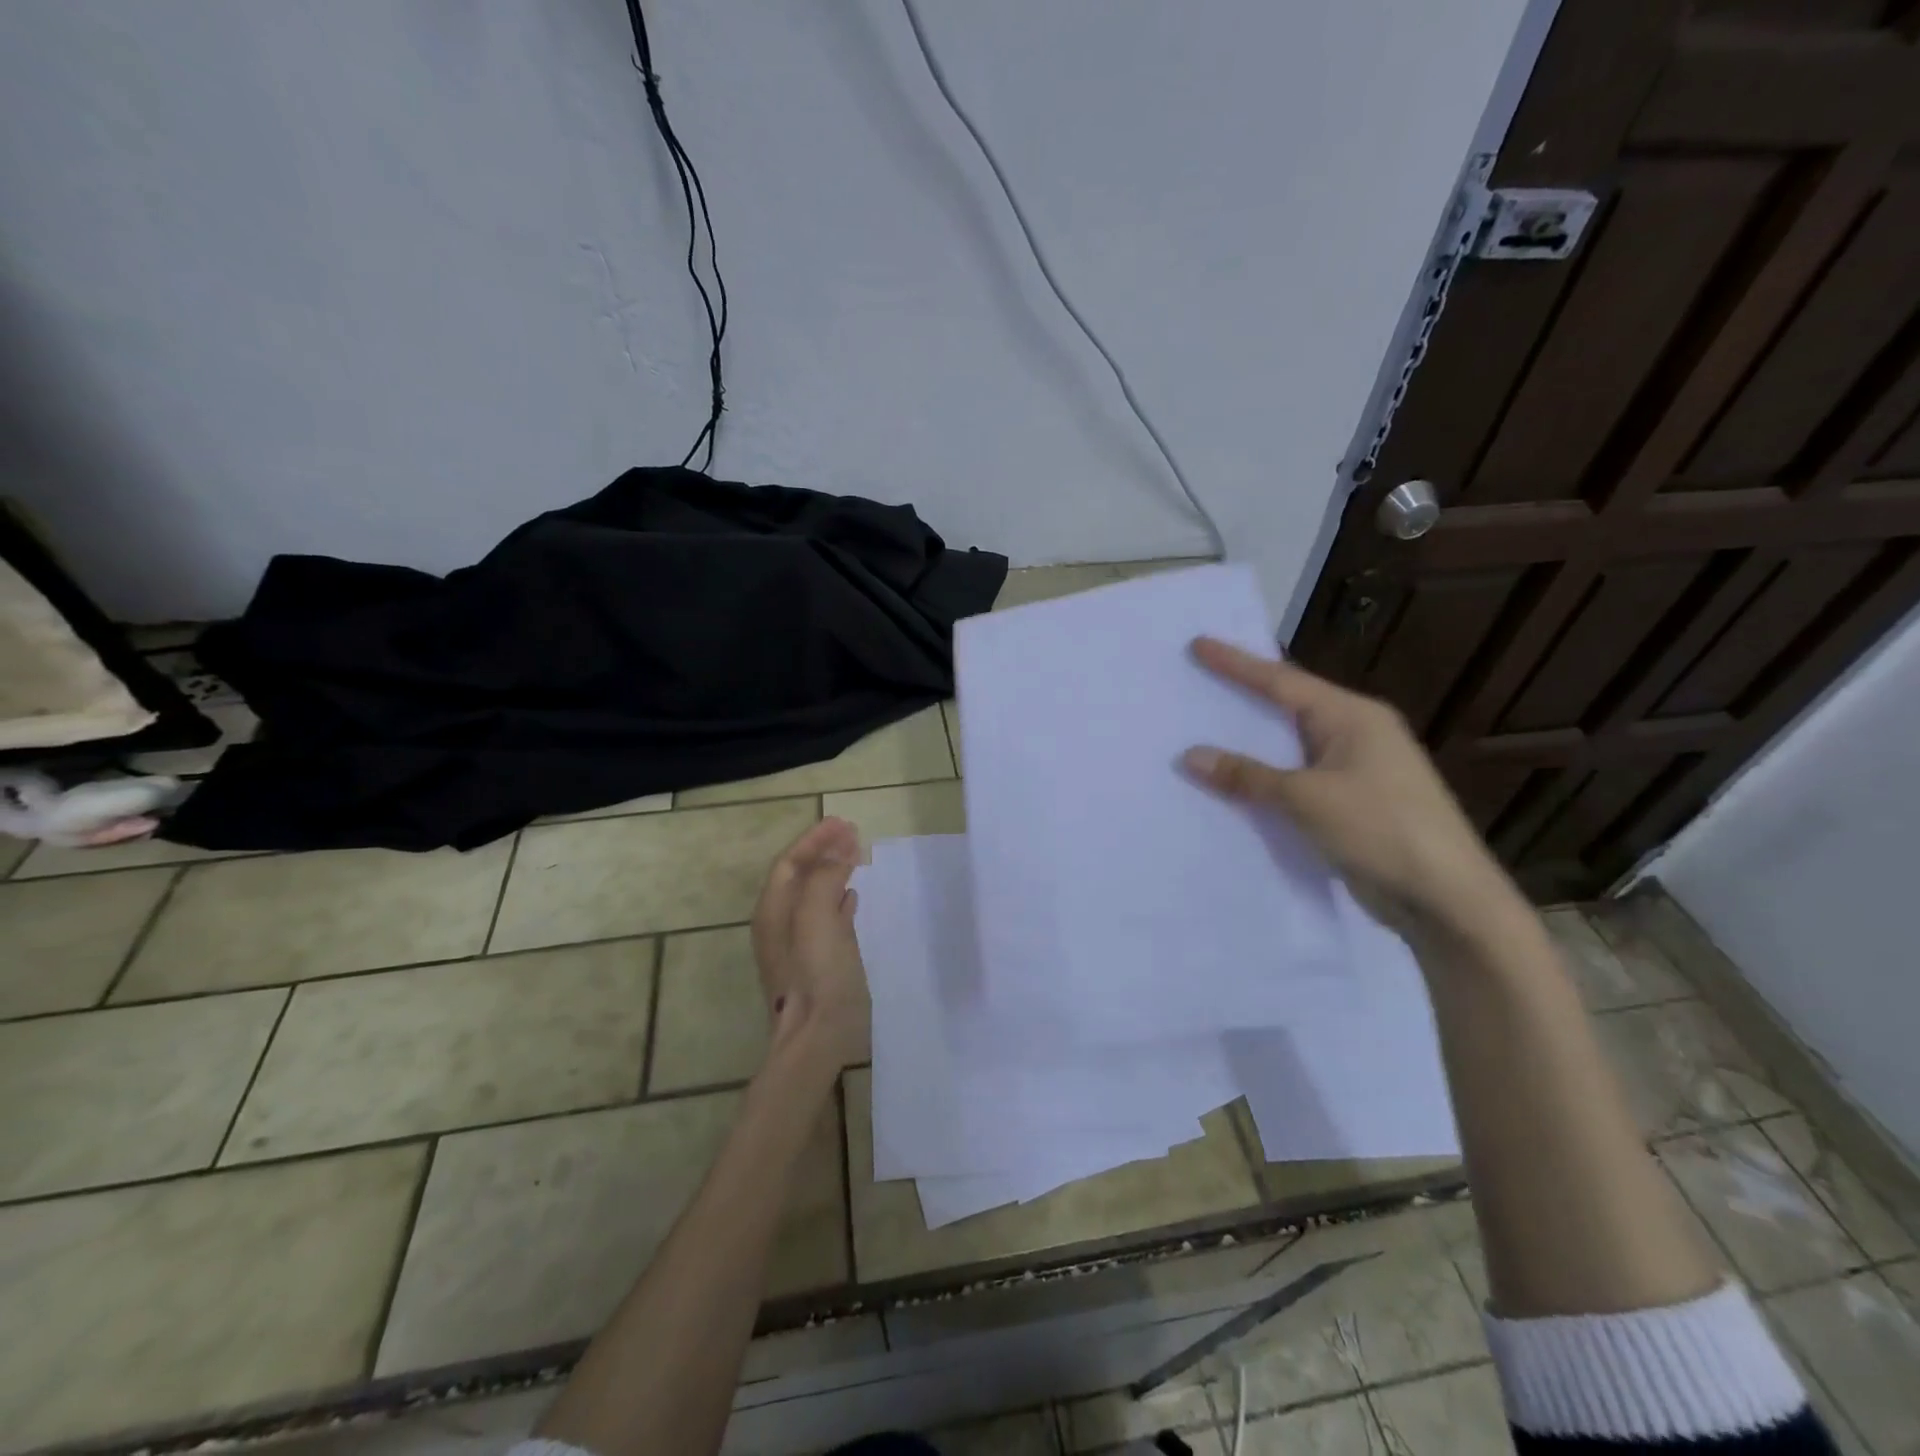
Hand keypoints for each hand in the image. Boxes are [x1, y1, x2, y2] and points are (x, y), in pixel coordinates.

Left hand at [750, 817, 869, 1068]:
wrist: (817, 1040)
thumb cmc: (816, 975)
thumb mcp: (817, 919)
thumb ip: (824, 879)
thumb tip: (837, 852)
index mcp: (774, 911)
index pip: (790, 862)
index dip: (814, 840)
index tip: (843, 823)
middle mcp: (780, 925)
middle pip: (800, 876)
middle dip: (824, 851)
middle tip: (854, 834)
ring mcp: (797, 945)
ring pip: (814, 895)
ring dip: (833, 871)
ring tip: (858, 856)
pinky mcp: (816, 963)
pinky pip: (826, 918)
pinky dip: (838, 899)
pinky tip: (854, 896)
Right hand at [1182, 637, 1515, 937]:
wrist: (1445, 899)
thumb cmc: (1381, 829)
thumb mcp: (1307, 798)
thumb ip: (1247, 776)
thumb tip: (1190, 756)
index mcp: (1352, 716)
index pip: (1283, 681)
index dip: (1237, 663)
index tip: (1198, 644)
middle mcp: (1356, 734)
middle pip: (1287, 706)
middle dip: (1242, 696)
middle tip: (1197, 681)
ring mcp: (1356, 770)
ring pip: (1289, 746)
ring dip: (1249, 742)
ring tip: (1203, 728)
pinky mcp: (1351, 803)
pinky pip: (1295, 779)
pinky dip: (1264, 778)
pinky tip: (1233, 783)